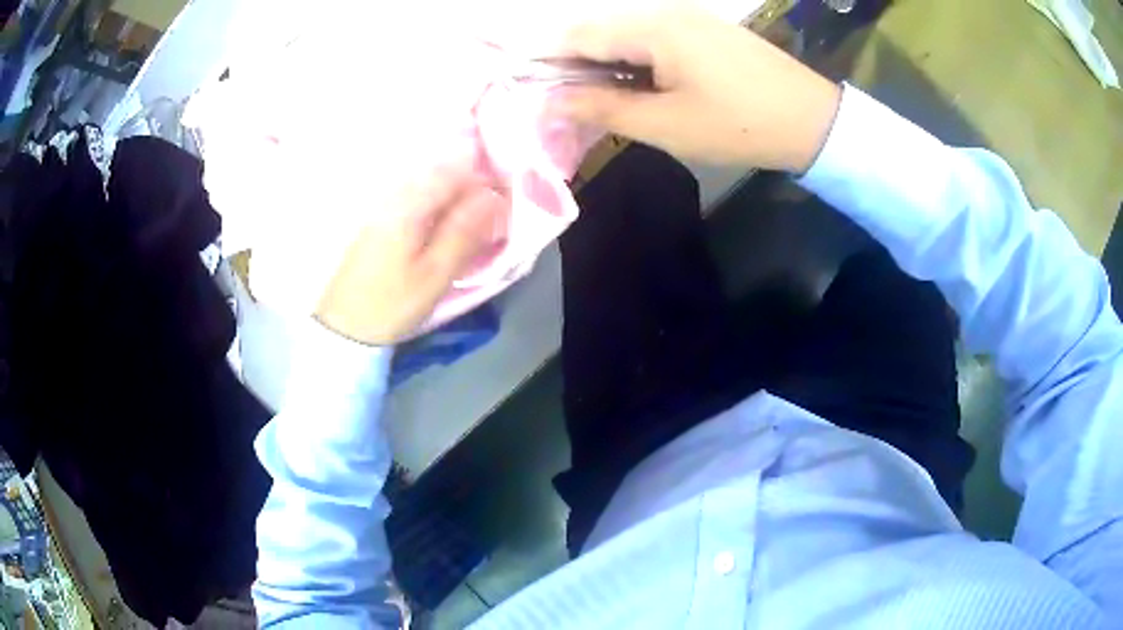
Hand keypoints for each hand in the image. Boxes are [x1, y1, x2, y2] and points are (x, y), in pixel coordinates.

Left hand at [314, 163, 504, 345]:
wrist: (344, 327)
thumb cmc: (393, 303)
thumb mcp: (435, 273)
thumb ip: (464, 231)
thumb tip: (493, 198)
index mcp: (408, 205)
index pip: (454, 172)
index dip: (484, 180)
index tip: (503, 203)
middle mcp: (392, 195)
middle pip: (439, 175)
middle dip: (469, 188)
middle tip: (489, 217)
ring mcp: (381, 207)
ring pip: (427, 187)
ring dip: (452, 199)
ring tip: (470, 225)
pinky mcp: (375, 221)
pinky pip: (414, 200)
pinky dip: (434, 208)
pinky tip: (441, 229)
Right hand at [550, 4, 841, 171]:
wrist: (812, 120)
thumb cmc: (738, 126)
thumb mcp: (665, 125)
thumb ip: (602, 109)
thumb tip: (551, 101)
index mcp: (652, 28)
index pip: (577, 35)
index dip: (547, 61)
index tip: (533, 93)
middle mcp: (665, 10)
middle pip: (600, 29)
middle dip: (576, 63)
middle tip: (572, 104)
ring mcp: (689, 15)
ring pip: (626, 32)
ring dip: (606, 62)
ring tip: (606, 100)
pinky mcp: (706, 28)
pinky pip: (654, 35)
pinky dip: (636, 58)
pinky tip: (642, 85)